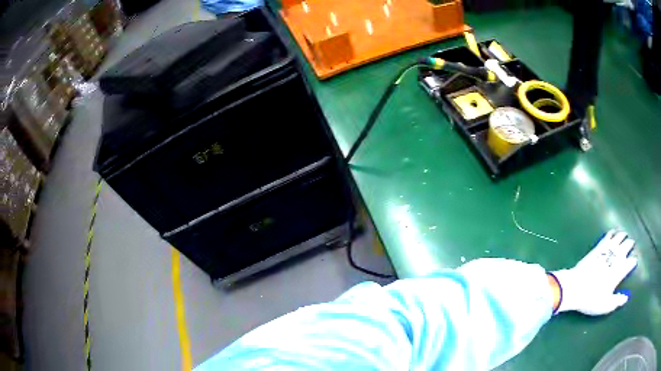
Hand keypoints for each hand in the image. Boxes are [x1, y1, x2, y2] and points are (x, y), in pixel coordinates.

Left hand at [550, 230, 637, 315]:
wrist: (575, 287)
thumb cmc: (592, 299)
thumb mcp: (606, 305)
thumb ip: (617, 301)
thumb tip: (626, 298)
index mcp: (620, 271)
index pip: (631, 262)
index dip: (633, 262)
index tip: (634, 263)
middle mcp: (617, 257)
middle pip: (628, 245)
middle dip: (630, 244)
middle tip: (632, 244)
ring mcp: (607, 249)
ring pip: (619, 237)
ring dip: (623, 236)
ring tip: (625, 235)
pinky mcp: (598, 247)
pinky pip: (608, 236)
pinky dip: (612, 233)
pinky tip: (613, 232)